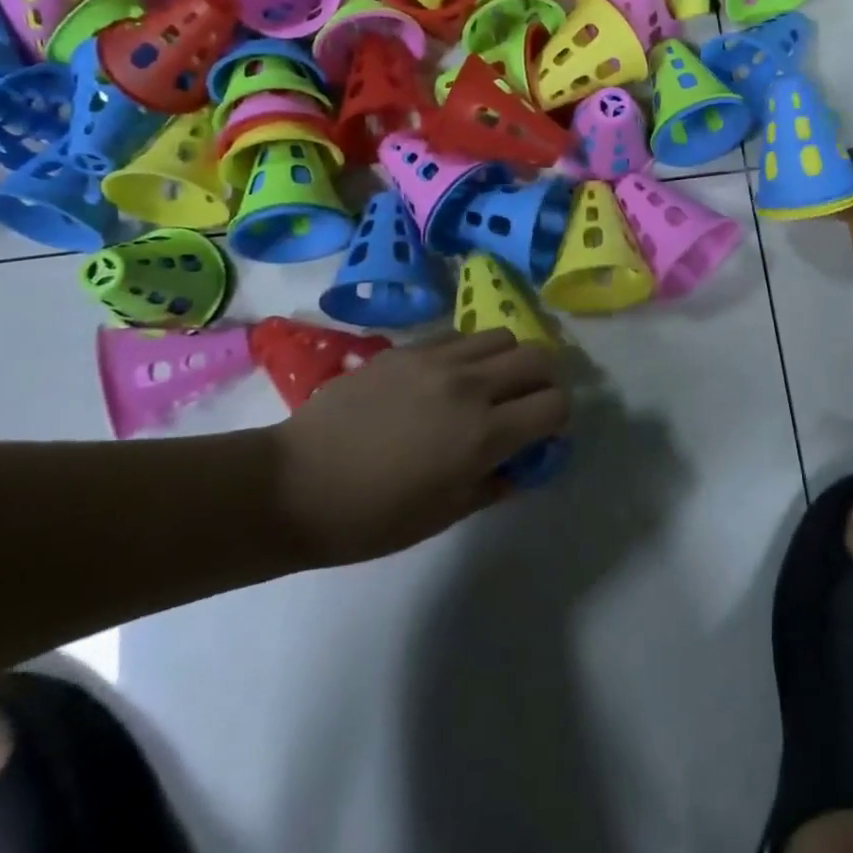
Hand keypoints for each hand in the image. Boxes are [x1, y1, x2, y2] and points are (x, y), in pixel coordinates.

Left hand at [270, 331, 569, 566]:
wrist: (294, 483)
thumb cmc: (370, 517)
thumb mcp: (444, 514)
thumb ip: (495, 483)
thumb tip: (524, 463)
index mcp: (483, 434)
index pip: (555, 404)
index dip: (558, 419)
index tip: (543, 435)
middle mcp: (470, 385)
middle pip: (538, 357)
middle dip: (544, 380)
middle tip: (525, 404)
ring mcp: (437, 359)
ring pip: (501, 335)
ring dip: (508, 360)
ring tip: (487, 385)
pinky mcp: (408, 348)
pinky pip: (458, 336)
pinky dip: (469, 353)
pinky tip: (447, 378)